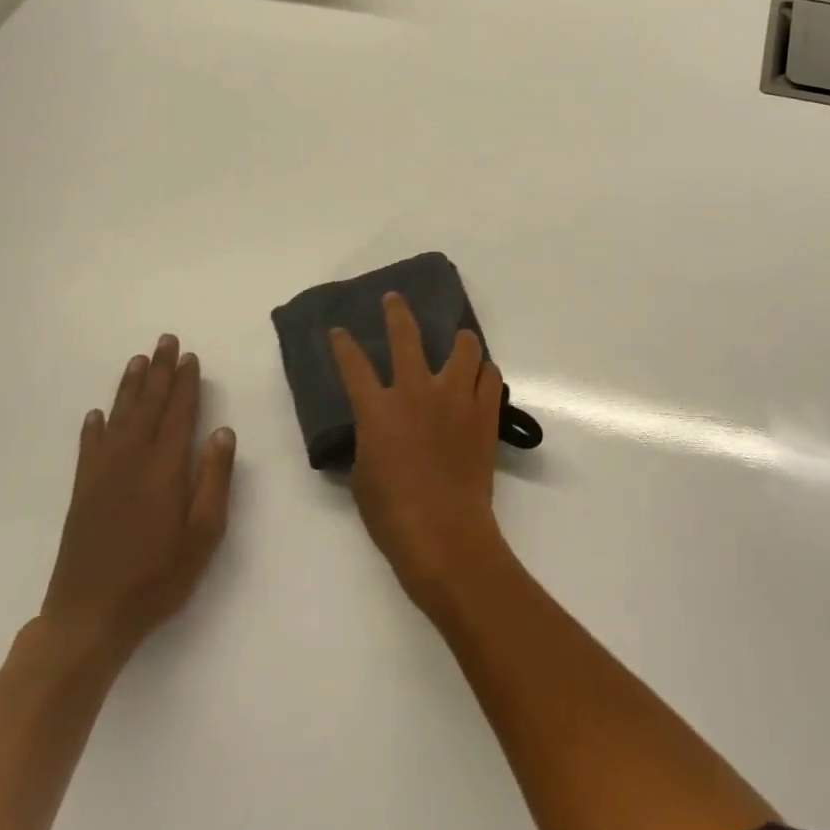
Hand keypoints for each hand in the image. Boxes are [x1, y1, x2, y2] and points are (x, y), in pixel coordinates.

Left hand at [38, 335, 236, 668]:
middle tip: (165, 341)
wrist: (88, 619)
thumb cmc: (158, 577)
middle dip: (158, 372)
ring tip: (137, 361)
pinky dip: (93, 427)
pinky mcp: (81, 494)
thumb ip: (214, 479)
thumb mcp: (204, 533)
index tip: (190, 357)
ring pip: (117, 419)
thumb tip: (223, 432)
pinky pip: (89, 448)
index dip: (185, 384)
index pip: (178, 414)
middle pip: (147, 407)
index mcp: (165, 469)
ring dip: (129, 388)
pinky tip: (97, 414)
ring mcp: (101, 477)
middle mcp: (131, 462)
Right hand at [331, 294, 508, 614]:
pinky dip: (483, 372)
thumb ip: (370, 439)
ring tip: (458, 342)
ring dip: (459, 341)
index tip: (340, 330)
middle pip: (407, 336)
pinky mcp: (484, 410)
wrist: (442, 530)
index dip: (344, 345)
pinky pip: (489, 375)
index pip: (353, 365)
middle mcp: (416, 391)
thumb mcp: (363, 474)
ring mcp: (454, 397)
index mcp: (377, 409)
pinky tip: (479, 379)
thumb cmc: (392, 512)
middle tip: (395, 299)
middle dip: (397, 312)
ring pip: (464, 346)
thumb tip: (378, 428)